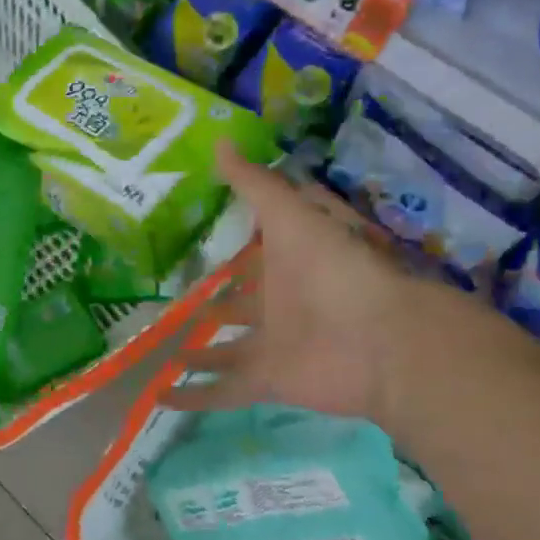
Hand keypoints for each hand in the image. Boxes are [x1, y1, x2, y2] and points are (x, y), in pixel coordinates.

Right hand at [166, 145, 448, 424]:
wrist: (381, 339)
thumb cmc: (336, 268)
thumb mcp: (292, 214)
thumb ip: (255, 183)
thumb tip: (219, 140)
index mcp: (287, 264)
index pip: (255, 255)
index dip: (232, 250)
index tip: (197, 246)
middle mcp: (278, 304)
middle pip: (239, 306)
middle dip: (213, 308)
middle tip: (171, 307)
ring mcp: (272, 345)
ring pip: (227, 350)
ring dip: (200, 354)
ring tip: (164, 353)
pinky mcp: (267, 381)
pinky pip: (222, 390)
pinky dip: (193, 397)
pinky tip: (159, 398)